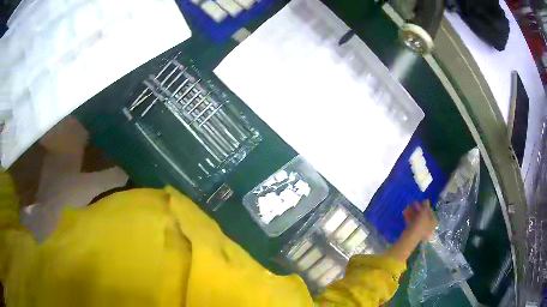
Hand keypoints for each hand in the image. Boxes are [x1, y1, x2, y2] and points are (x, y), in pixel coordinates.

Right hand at [402, 200, 437, 241]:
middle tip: (413, 202)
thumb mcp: (424, 213)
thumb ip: (426, 206)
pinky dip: (409, 216)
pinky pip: (412, 221)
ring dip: (412, 211)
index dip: (426, 206)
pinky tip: (405, 212)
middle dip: (418, 208)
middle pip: (423, 214)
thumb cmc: (420, 225)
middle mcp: (428, 225)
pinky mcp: (413, 230)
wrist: (409, 239)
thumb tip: (426, 200)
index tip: (421, 201)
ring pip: (417, 218)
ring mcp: (420, 228)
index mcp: (433, 222)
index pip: (431, 211)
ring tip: (407, 206)